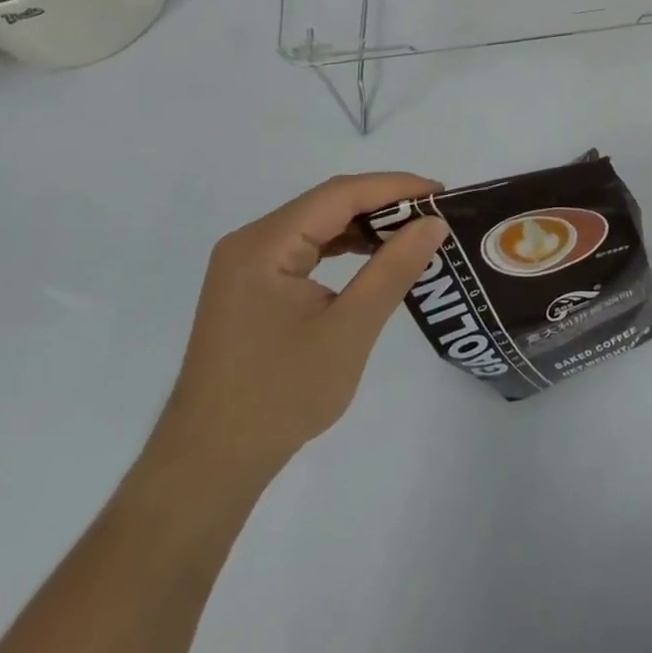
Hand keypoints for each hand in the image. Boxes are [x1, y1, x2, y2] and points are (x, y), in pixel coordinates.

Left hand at [151, 172, 447, 488]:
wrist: (210, 466)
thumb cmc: (280, 397)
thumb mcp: (349, 330)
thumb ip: (393, 269)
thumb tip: (433, 223)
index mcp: (264, 245)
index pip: (339, 194)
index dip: (394, 187)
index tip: (441, 193)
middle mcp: (250, 243)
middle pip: (327, 204)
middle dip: (384, 204)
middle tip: (435, 214)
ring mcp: (247, 265)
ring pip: (318, 224)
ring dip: (366, 225)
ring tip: (414, 233)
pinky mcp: (252, 287)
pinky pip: (306, 249)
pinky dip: (345, 247)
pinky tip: (375, 258)